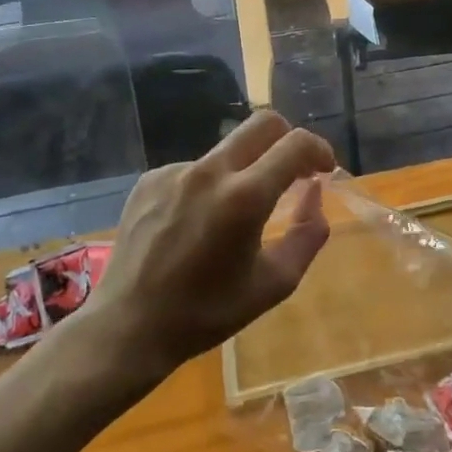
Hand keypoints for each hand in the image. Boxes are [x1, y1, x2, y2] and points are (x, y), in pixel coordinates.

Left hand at [63, 112, 335, 386]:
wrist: (127, 328)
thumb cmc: (207, 312)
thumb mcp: (275, 283)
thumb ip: (308, 234)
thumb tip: (314, 193)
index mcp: (245, 197)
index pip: (296, 144)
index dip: (319, 150)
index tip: (324, 170)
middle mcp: (210, 172)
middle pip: (263, 123)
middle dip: (288, 139)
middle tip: (292, 172)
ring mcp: (175, 172)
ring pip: (229, 148)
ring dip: (248, 168)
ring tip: (237, 213)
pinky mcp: (150, 180)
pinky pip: (196, 168)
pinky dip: (211, 185)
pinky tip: (198, 222)